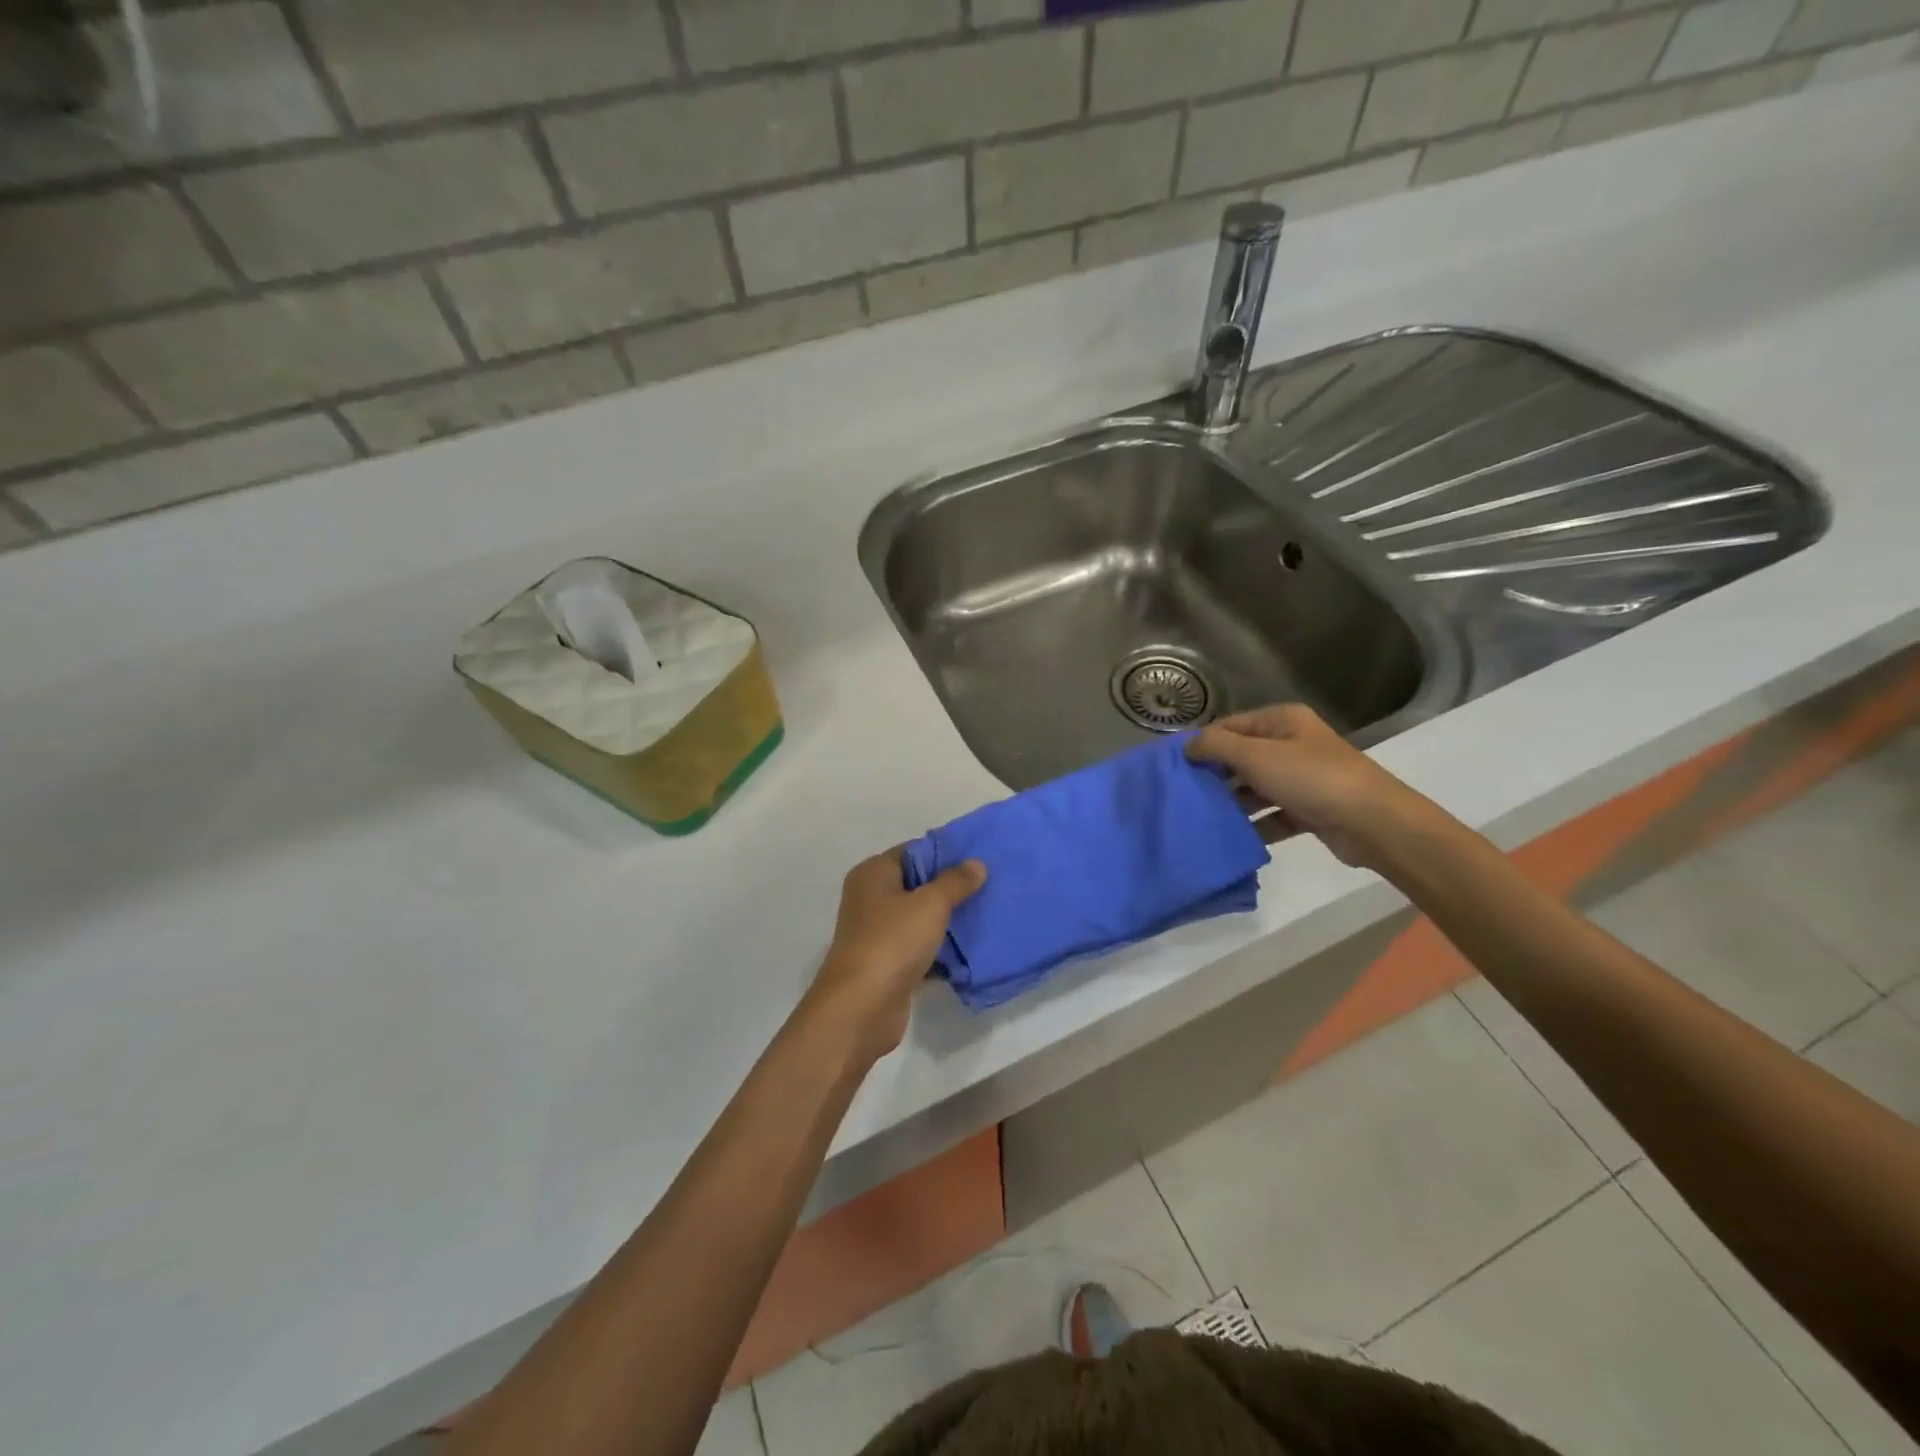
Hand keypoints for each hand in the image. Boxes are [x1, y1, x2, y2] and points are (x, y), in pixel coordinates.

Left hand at [799, 848, 986, 1065]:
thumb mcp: (930, 904)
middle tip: (989, 886)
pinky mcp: (887, 964)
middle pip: (917, 884)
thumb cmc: (892, 942)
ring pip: (920, 918)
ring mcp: (878, 933)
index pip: (913, 851)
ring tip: (986, 914)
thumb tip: (976, 863)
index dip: (944, 853)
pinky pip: (920, 948)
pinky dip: (940, 950)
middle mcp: (871, 899)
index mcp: (873, 874)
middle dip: (951, 887)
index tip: (978, 858)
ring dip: (948, 920)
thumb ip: (955, 881)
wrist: (861, 1007)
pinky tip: (971, 951)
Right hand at [1187, 704, 1427, 869]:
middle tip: (1183, 795)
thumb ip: (1216, 747)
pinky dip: (1253, 825)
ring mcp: (1301, 779)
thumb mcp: (1256, 756)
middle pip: (1241, 757)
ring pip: (1254, 788)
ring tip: (1201, 818)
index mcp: (1282, 721)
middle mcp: (1292, 745)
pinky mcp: (1308, 810)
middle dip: (1214, 776)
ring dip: (1232, 803)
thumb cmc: (1312, 778)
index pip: (1230, 726)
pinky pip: (1271, 815)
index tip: (1175, 768)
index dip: (1203, 744)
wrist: (1373, 822)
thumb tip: (1187, 746)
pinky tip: (1230, 838)